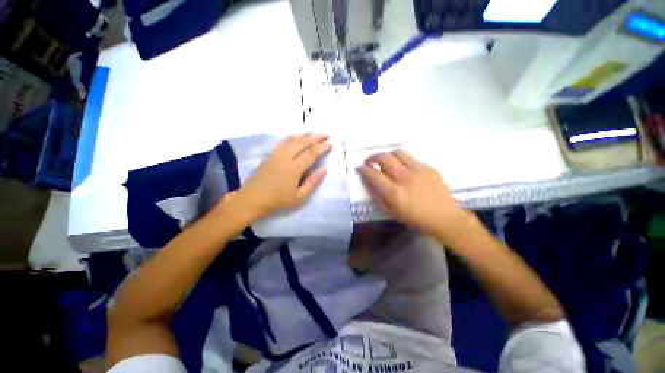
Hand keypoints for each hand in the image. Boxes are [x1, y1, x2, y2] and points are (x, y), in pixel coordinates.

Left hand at [236, 133, 331, 218]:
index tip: (330, 143)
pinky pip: (283, 142)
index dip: (322, 147)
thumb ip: (313, 182)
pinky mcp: (270, 155)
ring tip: (314, 132)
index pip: (311, 153)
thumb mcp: (299, 197)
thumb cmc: (278, 201)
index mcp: (294, 168)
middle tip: (326, 134)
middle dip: (316, 137)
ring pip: (292, 140)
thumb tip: (324, 169)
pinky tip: (296, 136)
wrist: (252, 199)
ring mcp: (276, 154)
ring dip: (305, 135)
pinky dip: (292, 137)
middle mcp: (285, 157)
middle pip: (303, 143)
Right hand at [358, 150, 472, 241]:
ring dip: (388, 155)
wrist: (445, 218)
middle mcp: (405, 178)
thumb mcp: (391, 212)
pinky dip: (403, 160)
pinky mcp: (429, 168)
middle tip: (370, 161)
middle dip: (373, 157)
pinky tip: (404, 167)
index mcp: (394, 192)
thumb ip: (377, 196)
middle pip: (384, 158)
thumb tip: (368, 182)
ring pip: (398, 152)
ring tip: (386, 160)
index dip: (364, 169)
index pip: (373, 174)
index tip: (360, 168)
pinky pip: (412, 158)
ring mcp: (419, 170)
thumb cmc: (415, 219)